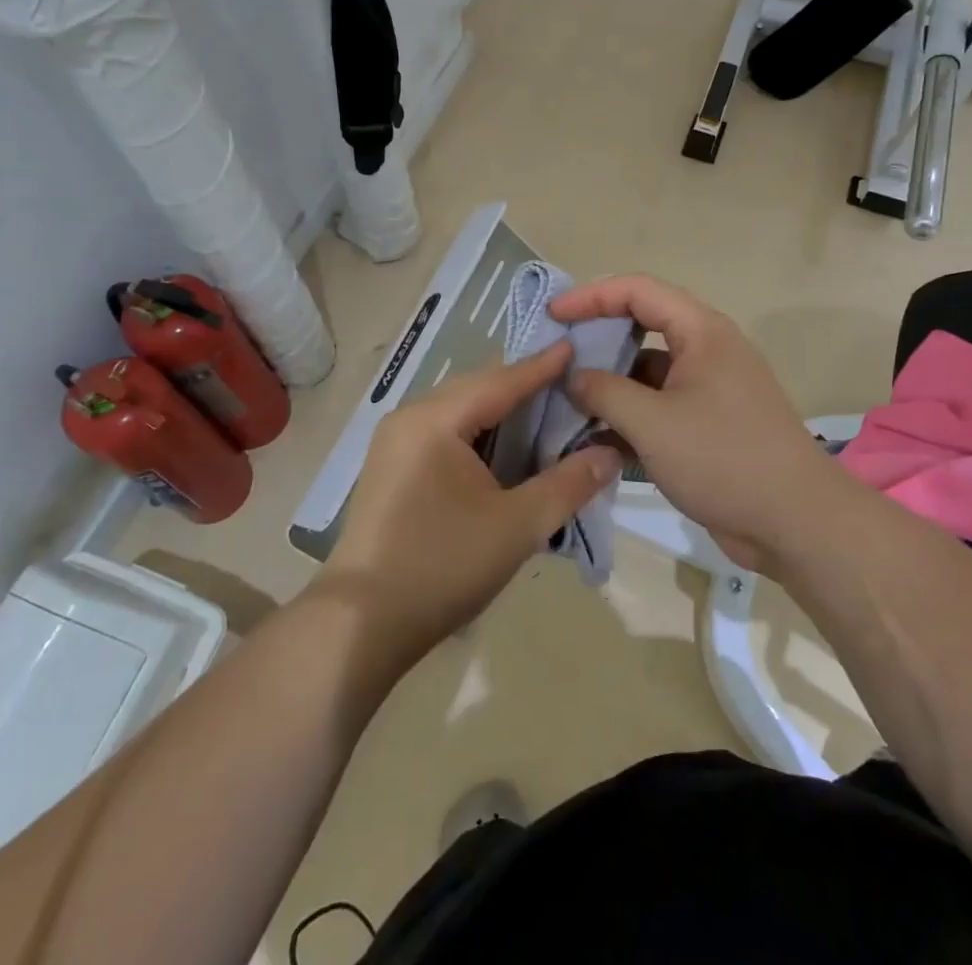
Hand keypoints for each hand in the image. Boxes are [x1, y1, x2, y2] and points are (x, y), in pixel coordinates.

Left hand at [318, 343, 622, 660]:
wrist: (361, 623)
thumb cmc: (442, 566)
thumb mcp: (517, 526)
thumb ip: (567, 485)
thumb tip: (610, 454)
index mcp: (436, 420)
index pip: (501, 381)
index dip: (542, 367)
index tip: (575, 346)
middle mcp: (409, 418)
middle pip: (476, 389)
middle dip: (521, 384)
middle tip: (567, 380)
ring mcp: (394, 443)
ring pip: (458, 410)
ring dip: (499, 409)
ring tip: (541, 408)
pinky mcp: (391, 468)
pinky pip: (443, 431)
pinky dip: (477, 431)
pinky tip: (500, 446)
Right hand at [551, 275, 835, 572]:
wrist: (795, 522)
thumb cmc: (723, 459)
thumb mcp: (653, 423)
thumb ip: (604, 392)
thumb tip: (574, 377)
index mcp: (701, 332)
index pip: (638, 291)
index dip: (591, 295)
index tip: (553, 315)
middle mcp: (706, 349)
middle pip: (643, 324)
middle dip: (598, 336)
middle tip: (557, 352)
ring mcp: (709, 387)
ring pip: (648, 368)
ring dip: (610, 380)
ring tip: (567, 397)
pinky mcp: (708, 422)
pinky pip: (659, 402)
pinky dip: (629, 412)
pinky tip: (595, 435)